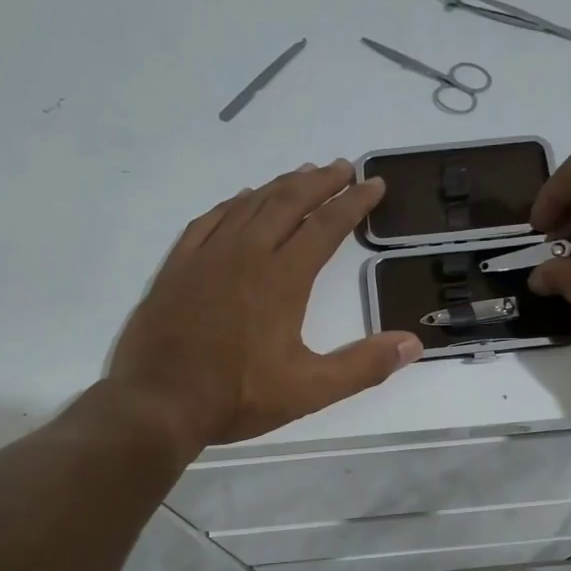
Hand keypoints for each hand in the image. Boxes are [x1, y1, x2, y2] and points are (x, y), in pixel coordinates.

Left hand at [108, 160, 423, 447]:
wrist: (157, 403)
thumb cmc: (236, 397)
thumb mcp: (309, 390)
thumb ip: (363, 366)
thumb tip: (412, 344)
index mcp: (282, 278)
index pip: (326, 227)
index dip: (354, 203)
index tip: (375, 185)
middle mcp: (246, 254)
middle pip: (288, 202)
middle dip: (321, 182)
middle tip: (343, 168)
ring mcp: (207, 256)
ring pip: (250, 205)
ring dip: (280, 186)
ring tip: (302, 175)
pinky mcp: (178, 266)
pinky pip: (210, 220)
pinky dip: (233, 204)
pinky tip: (241, 200)